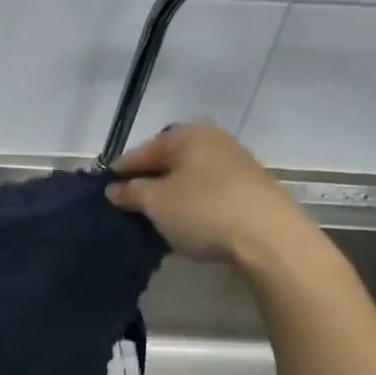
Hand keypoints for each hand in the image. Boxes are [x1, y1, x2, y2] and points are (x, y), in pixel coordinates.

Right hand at [106, 123, 320, 270]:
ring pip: (190, 178)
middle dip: (147, 181)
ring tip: (154, 218)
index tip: (105, 190)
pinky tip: (185, 224)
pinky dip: (192, 205)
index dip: (121, 170)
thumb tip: (114, 189)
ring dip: (171, 195)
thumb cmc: (203, 211)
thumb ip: (130, 192)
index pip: (143, 150)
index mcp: (188, 135)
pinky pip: (209, 193)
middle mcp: (213, 141)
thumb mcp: (155, 202)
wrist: (270, 239)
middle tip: (128, 205)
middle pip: (169, 161)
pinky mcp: (251, 190)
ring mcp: (236, 165)